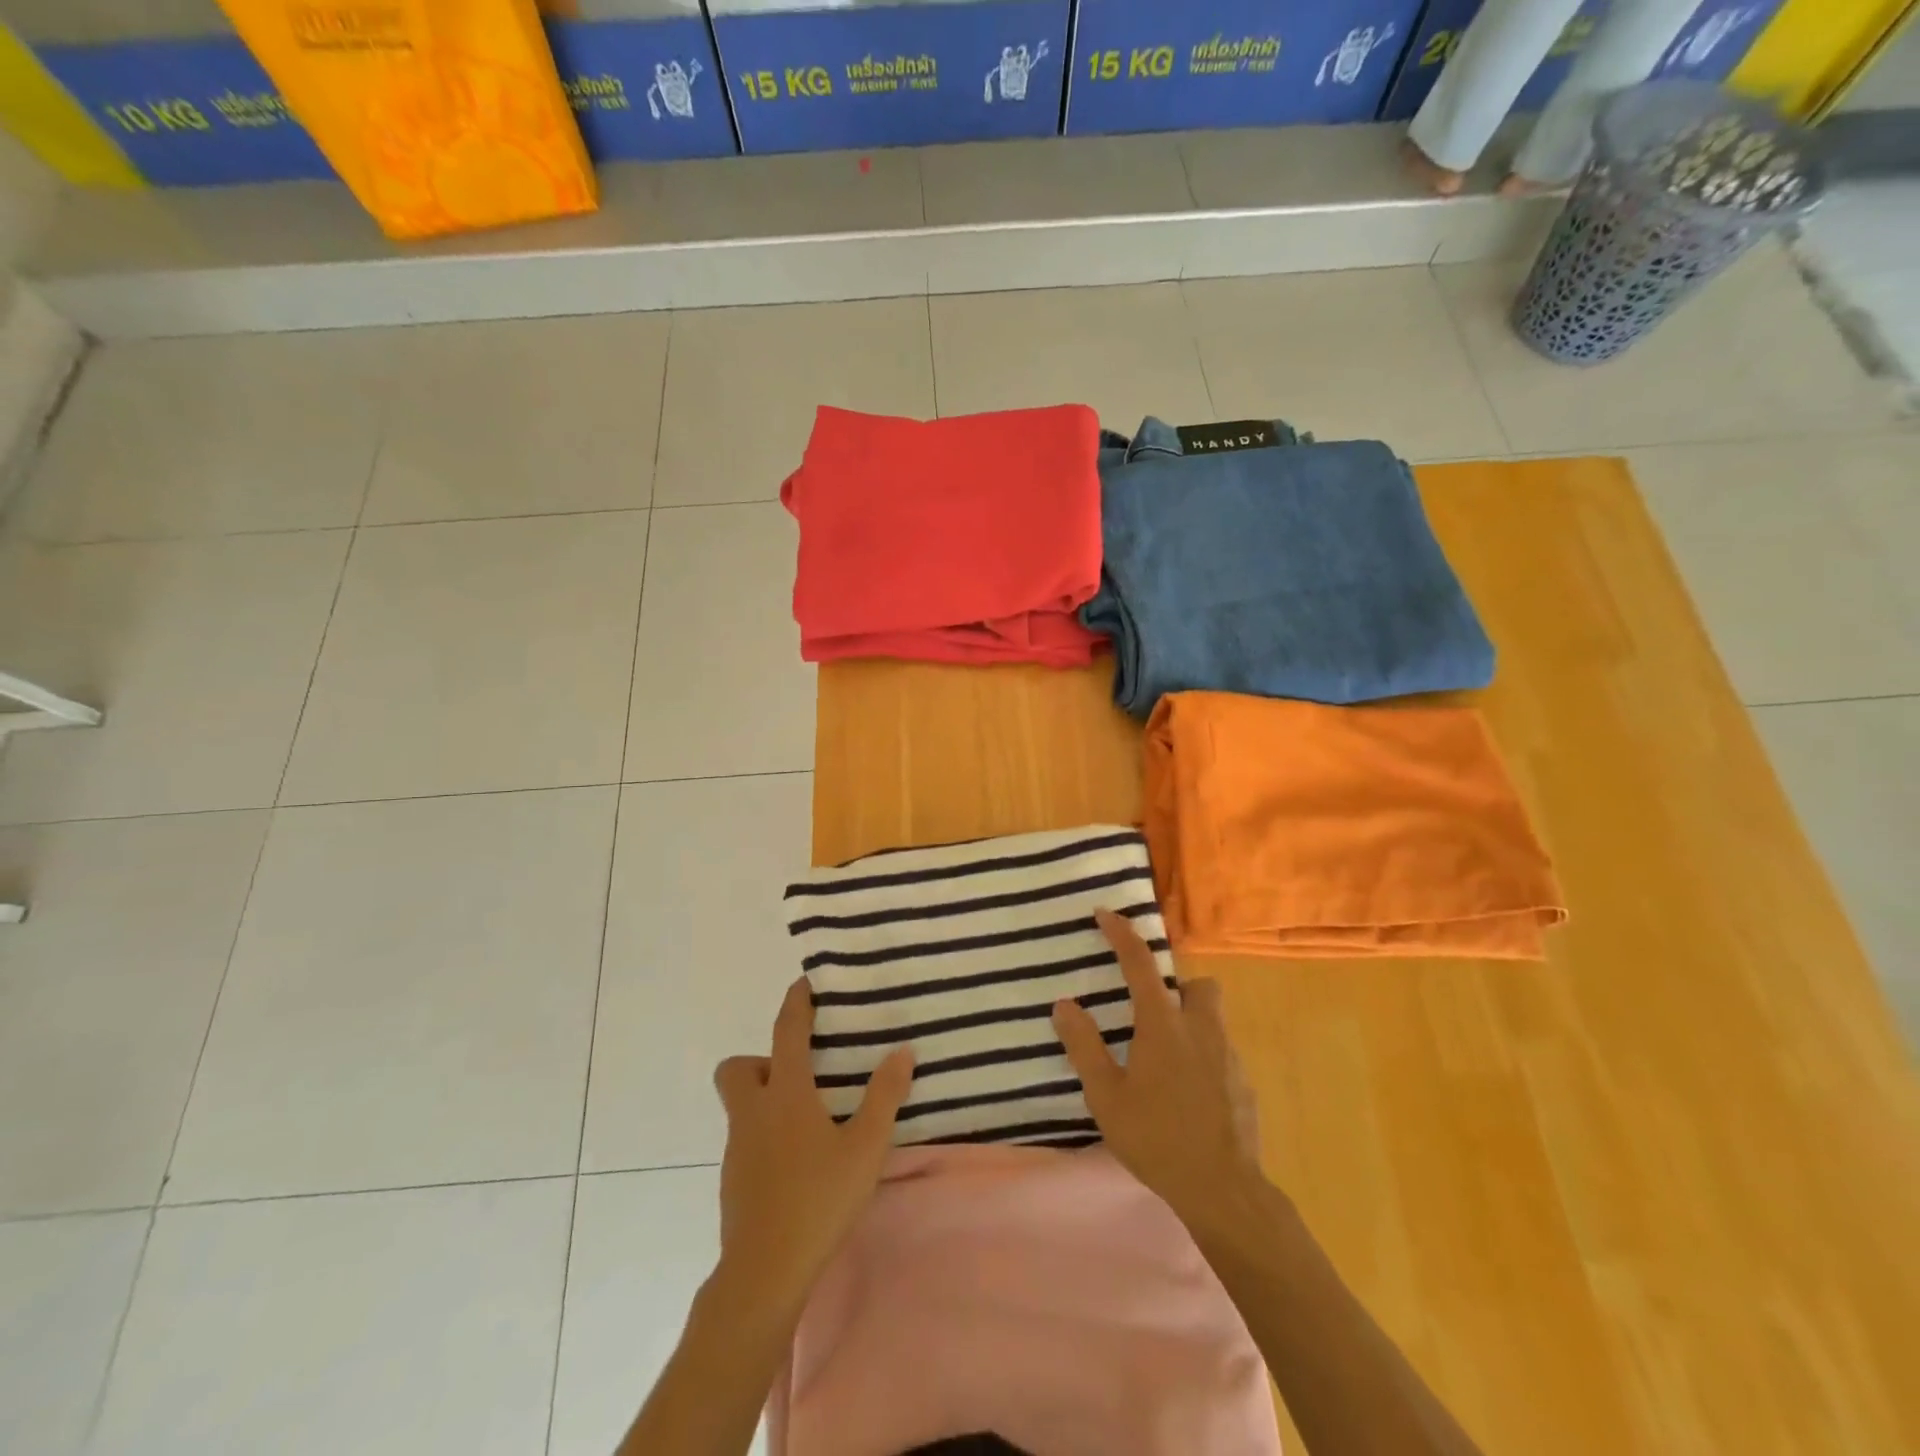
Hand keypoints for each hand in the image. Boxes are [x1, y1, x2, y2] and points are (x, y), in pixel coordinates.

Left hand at [711, 978, 913, 1317]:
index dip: (795, 1003)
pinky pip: (747, 1138)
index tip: (804, 983)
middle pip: (737, 1068)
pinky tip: (798, 1161)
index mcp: (785, 1095)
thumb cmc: (818, 1199)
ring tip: (810, 1120)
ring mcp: (738, 1148)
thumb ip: (884, 1096)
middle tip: (800, 1075)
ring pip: (742, 1105)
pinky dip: (767, 1134)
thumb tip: (902, 1051)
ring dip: (767, 1098)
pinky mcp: (734, 1179)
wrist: (764, 1272)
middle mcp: (754, 1112)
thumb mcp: (865, 1147)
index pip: (786, 1032)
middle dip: (761, 1060)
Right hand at [1053, 910, 1264, 1228]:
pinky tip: (1187, 1095)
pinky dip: (1204, 1058)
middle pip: (1198, 985)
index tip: (1105, 913)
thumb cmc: (1157, 1139)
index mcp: (1163, 1024)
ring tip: (1166, 1060)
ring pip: (1213, 1019)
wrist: (1224, 1191)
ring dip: (1191, 1023)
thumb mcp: (1106, 1096)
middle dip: (1178, 987)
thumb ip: (1084, 1046)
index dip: (1121, 933)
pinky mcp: (1244, 1084)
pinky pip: (1221, 1053)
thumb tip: (1064, 1004)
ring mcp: (1228, 1056)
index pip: (1140, 963)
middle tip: (1151, 1014)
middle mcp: (1201, 1029)